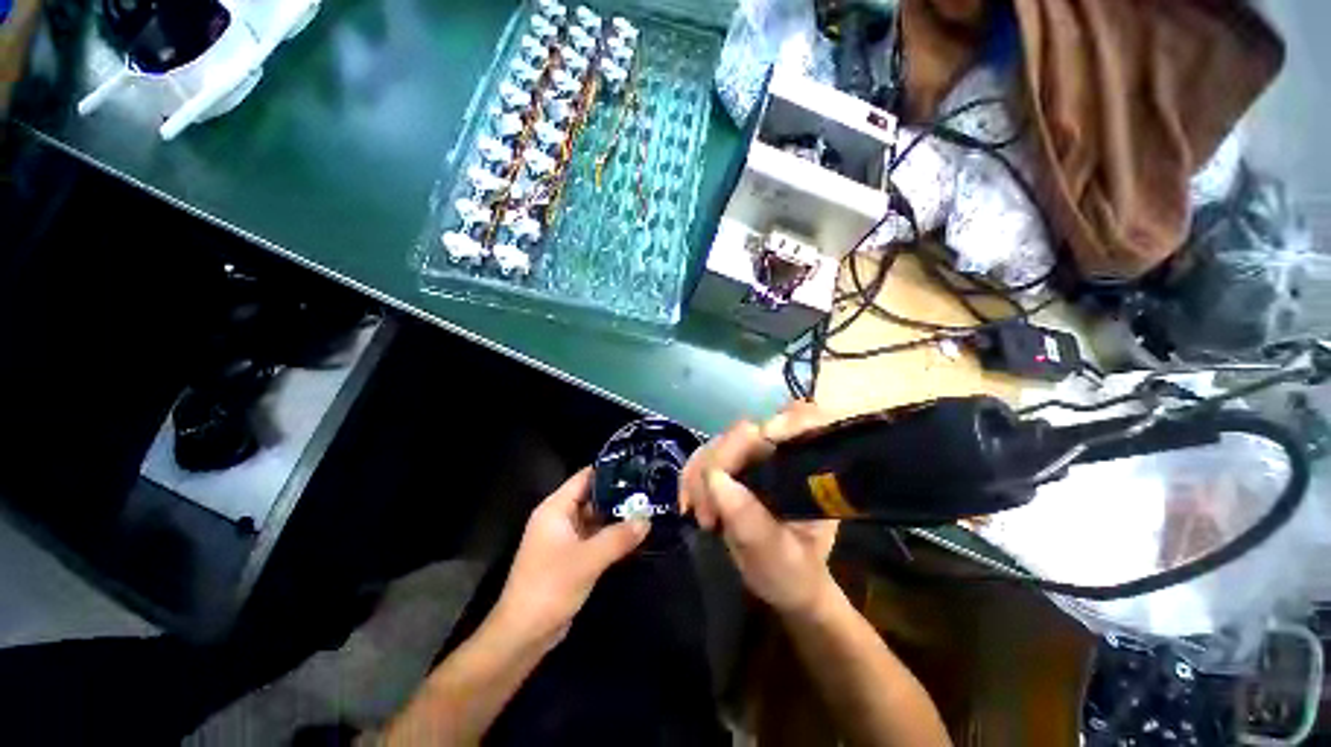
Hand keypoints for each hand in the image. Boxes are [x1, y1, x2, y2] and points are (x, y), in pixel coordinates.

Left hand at [491, 467, 649, 647]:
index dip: (610, 471)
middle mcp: (559, 519)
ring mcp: (564, 539)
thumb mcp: (588, 559)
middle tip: (649, 490)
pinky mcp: (570, 558)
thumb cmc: (550, 587)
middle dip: (619, 495)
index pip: (585, 477)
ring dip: (617, 517)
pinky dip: (612, 536)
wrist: (523, 634)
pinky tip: (634, 535)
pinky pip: (594, 538)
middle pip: (592, 497)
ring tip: (648, 508)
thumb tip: (646, 520)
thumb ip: (619, 537)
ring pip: (595, 519)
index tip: (637, 467)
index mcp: (555, 509)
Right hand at [681, 402, 839, 615]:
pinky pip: (705, 455)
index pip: (803, 420)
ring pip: (720, 441)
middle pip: (746, 431)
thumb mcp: (778, 559)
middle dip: (720, 465)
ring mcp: (756, 455)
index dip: (783, 421)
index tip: (760, 445)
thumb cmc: (793, 575)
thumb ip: (751, 524)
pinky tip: (690, 504)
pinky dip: (692, 476)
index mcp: (812, 469)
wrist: (784, 583)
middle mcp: (784, 452)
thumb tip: (716, 478)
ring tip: (702, 518)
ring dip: (700, 475)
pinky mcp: (734, 463)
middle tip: (708, 516)